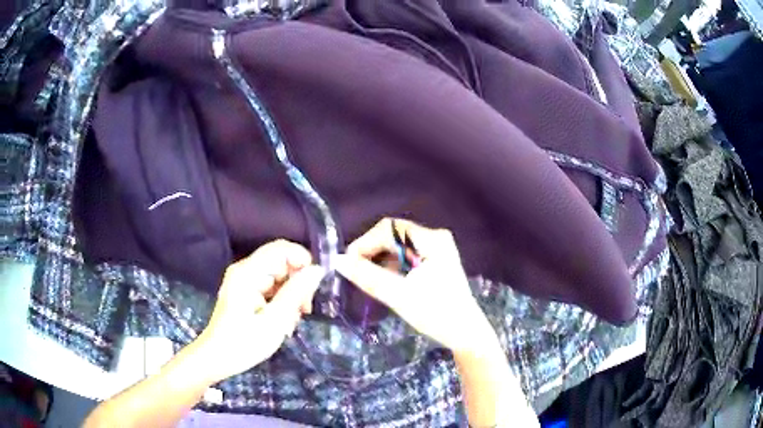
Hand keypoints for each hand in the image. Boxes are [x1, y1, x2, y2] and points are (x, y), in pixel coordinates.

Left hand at [195, 240, 324, 383]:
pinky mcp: (245, 290)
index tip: (314, 287)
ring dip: (291, 295)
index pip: (281, 249)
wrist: (217, 359)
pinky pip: (271, 286)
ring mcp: (244, 280)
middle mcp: (245, 269)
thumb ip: (296, 293)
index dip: (302, 261)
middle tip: (303, 311)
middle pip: (281, 262)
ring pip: (278, 275)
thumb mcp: (275, 321)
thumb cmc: (244, 344)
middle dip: (297, 283)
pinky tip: (282, 321)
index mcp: (248, 273)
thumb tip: (317, 269)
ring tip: (291, 321)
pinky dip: (281, 300)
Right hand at [335, 218, 493, 352]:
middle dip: (372, 252)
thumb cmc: (435, 314)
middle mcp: (435, 237)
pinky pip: (407, 256)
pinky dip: (392, 266)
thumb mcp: (397, 295)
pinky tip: (385, 281)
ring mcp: (437, 249)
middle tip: (355, 272)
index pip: (388, 229)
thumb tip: (338, 260)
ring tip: (368, 278)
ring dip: (381, 260)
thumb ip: (367, 276)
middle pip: (393, 236)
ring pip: (399, 246)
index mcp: (431, 240)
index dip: (365, 243)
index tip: (348, 263)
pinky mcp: (436, 261)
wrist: (465, 333)